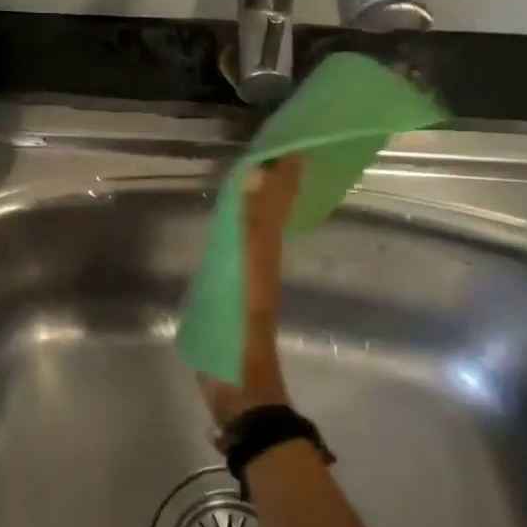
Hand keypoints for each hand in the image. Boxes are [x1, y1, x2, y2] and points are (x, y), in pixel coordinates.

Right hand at [202, 154, 303, 426]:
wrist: (240, 389)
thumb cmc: (238, 333)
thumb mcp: (245, 277)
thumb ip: (250, 226)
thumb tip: (258, 174)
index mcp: (266, 248)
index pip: (278, 199)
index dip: (285, 170)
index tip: (290, 138)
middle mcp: (263, 255)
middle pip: (273, 208)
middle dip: (276, 178)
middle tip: (272, 145)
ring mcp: (251, 273)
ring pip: (261, 224)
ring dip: (262, 197)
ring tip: (257, 169)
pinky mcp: (237, 288)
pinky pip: (245, 241)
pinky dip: (246, 221)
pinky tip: (237, 218)